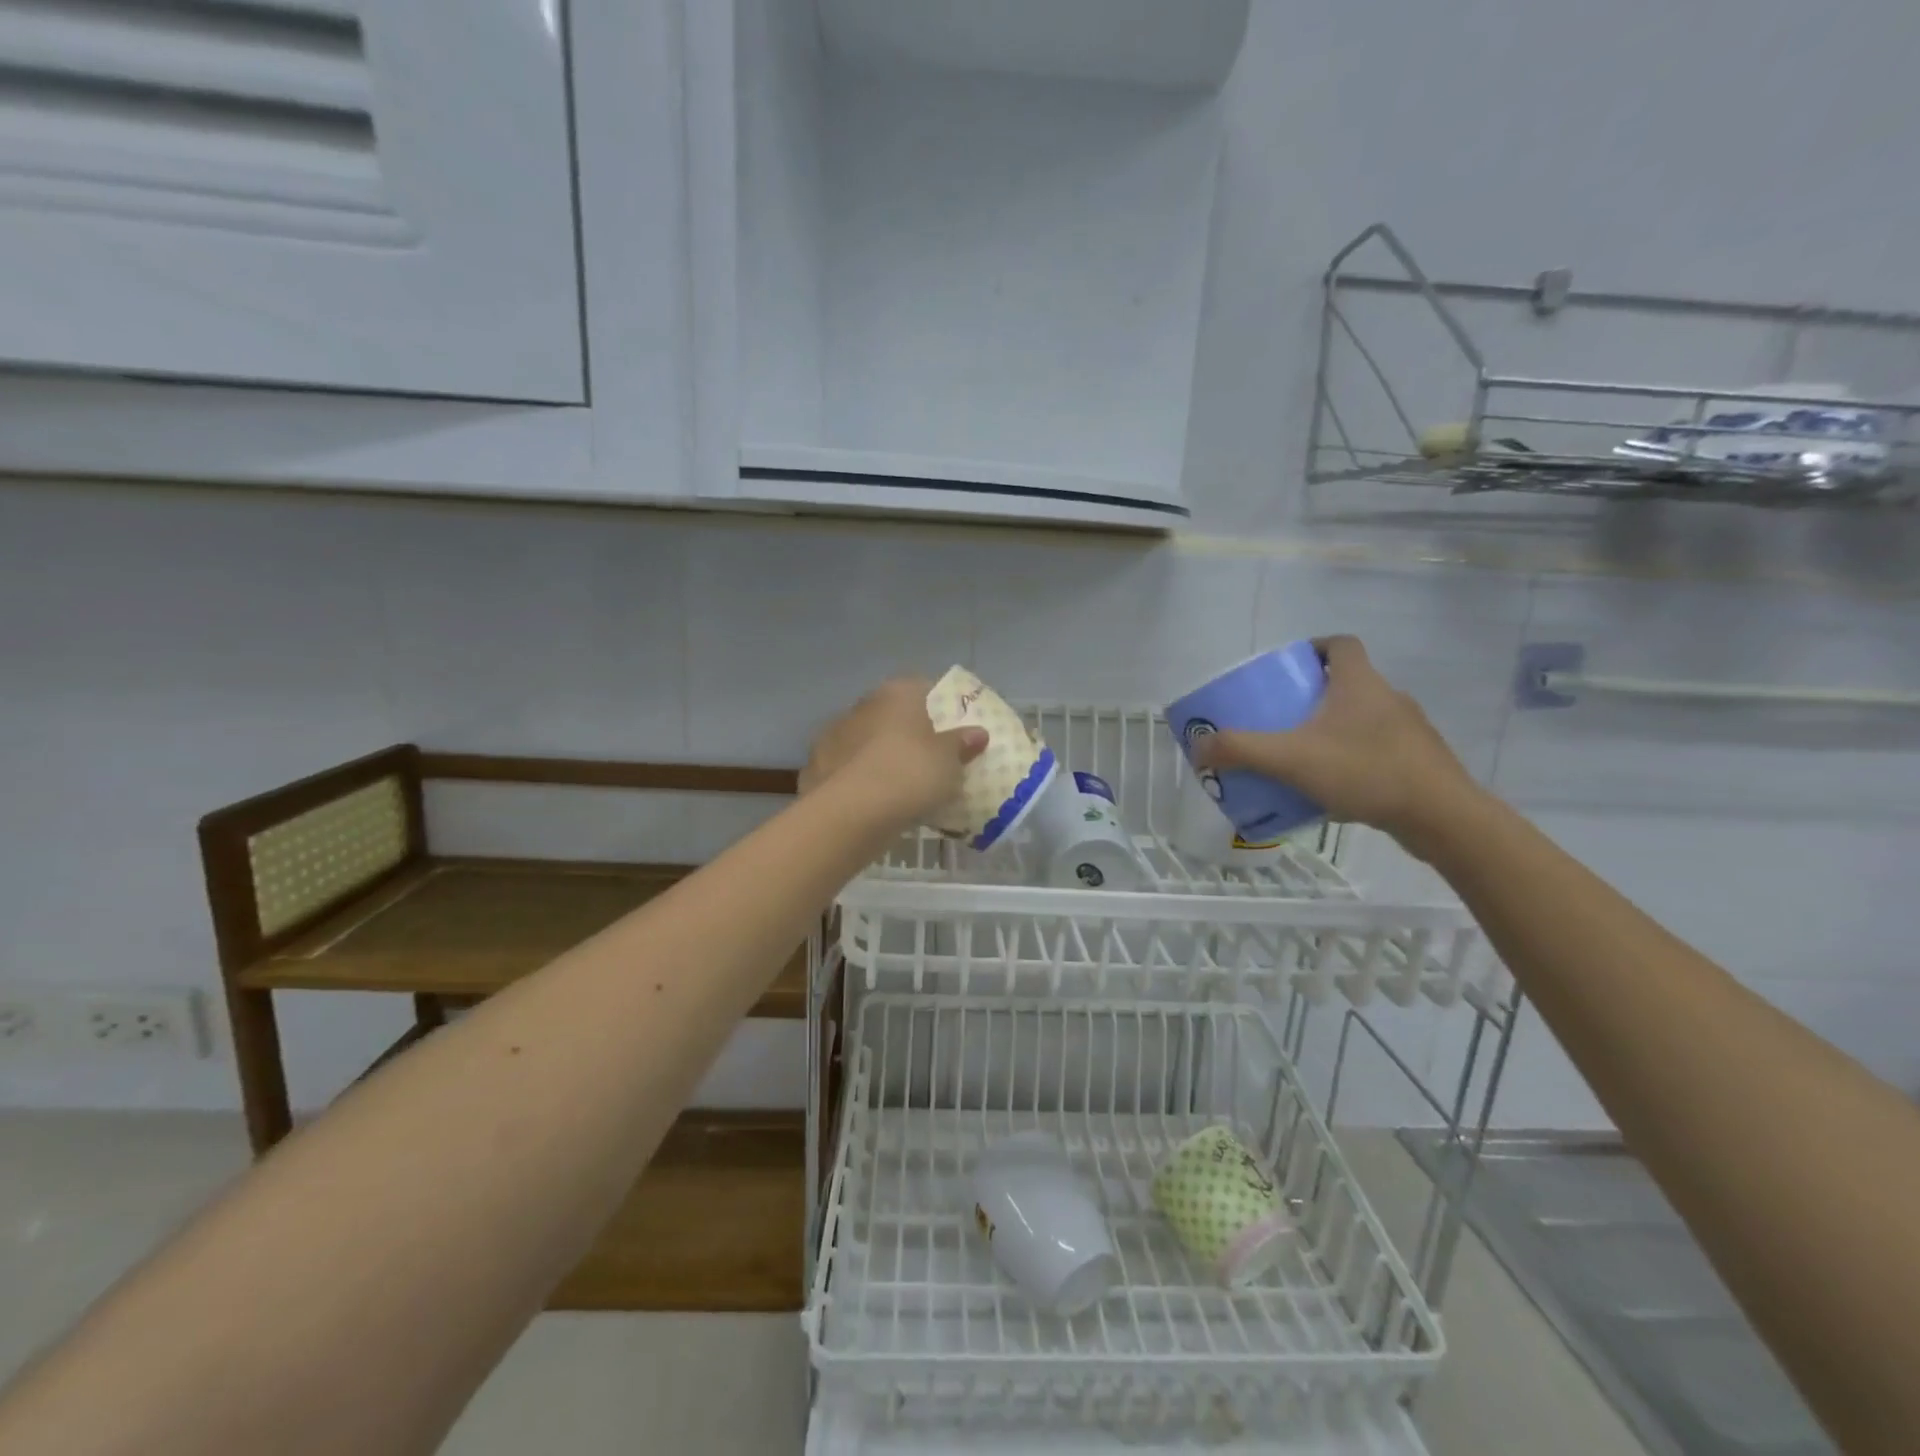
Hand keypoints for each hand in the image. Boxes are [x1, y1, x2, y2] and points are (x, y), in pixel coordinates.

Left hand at [803, 678, 988, 827]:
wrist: (851, 812)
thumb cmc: (910, 773)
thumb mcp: (949, 761)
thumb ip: (961, 744)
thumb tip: (978, 732)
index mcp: (896, 693)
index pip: (921, 687)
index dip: (937, 705)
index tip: (950, 727)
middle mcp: (862, 706)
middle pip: (891, 714)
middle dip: (907, 732)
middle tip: (928, 757)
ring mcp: (833, 736)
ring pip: (865, 742)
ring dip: (879, 756)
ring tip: (900, 785)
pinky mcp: (816, 769)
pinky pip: (848, 770)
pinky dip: (859, 780)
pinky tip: (873, 801)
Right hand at [1193, 636, 1478, 851]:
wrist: (1441, 817)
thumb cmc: (1365, 771)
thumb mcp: (1290, 759)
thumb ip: (1241, 750)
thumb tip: (1198, 748)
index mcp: (1360, 683)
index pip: (1340, 644)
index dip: (1314, 648)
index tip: (1289, 667)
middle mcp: (1388, 698)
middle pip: (1348, 683)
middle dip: (1314, 696)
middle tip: (1282, 717)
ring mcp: (1408, 732)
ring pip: (1363, 719)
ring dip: (1334, 730)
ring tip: (1302, 756)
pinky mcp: (1418, 763)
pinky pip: (1377, 751)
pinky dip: (1353, 760)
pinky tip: (1333, 788)